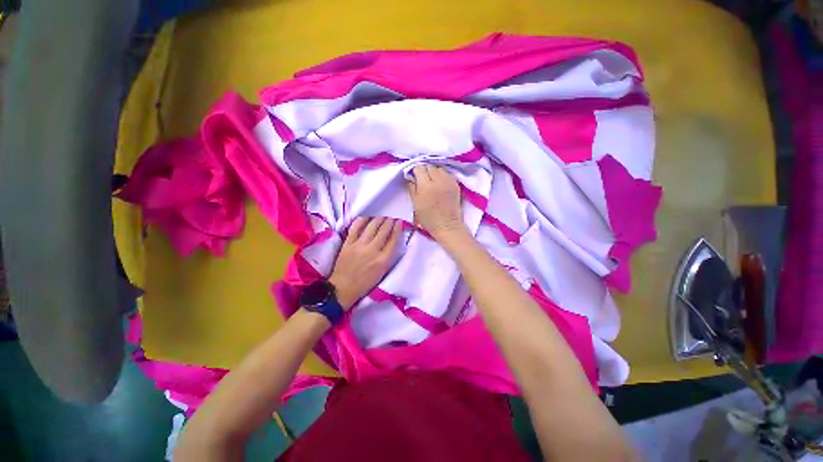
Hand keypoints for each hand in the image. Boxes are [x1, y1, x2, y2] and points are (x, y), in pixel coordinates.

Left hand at [329, 217, 401, 309]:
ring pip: (372, 227)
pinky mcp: (348, 244)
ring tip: (383, 217)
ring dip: (379, 219)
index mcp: (383, 261)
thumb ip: (388, 256)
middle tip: (392, 217)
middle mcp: (372, 251)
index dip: (398, 229)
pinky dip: (362, 220)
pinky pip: (356, 228)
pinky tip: (367, 217)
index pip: (394, 240)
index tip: (400, 222)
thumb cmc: (365, 283)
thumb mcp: (382, 272)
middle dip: (390, 222)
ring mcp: (359, 246)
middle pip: (384, 231)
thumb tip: (392, 240)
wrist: (343, 288)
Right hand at [406, 165, 463, 238]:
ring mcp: (448, 181)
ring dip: (434, 171)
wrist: (447, 226)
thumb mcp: (415, 204)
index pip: (419, 168)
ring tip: (431, 180)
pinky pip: (447, 173)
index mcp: (426, 186)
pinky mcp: (456, 184)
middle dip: (424, 170)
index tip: (413, 176)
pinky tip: (440, 182)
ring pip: (439, 168)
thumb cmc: (428, 219)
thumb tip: (410, 176)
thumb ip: (412, 188)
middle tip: (422, 178)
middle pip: (429, 166)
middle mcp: (438, 180)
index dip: (415, 171)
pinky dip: (442, 175)